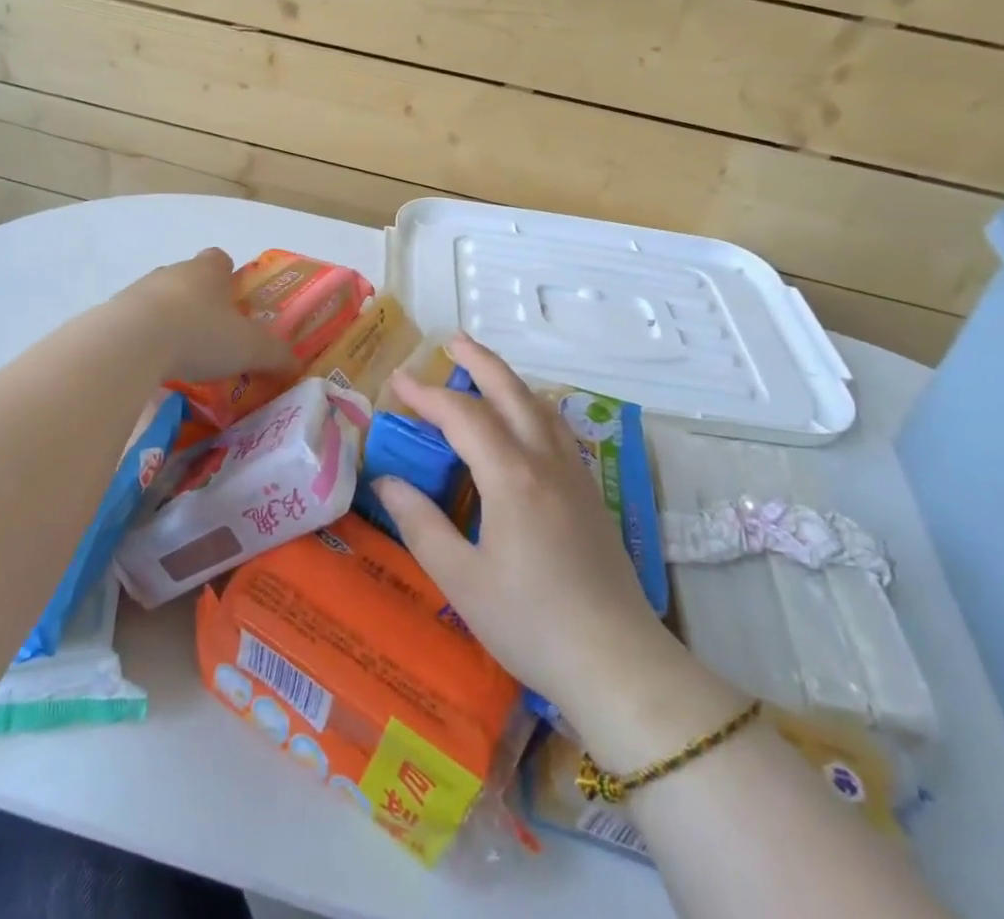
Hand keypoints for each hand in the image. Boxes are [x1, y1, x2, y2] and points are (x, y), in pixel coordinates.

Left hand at [120, 248, 297, 384]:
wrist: (132, 343)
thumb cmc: (200, 334)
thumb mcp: (250, 348)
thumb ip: (276, 355)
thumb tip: (296, 366)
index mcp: (208, 271)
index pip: (220, 259)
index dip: (228, 276)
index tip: (234, 300)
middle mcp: (173, 272)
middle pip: (188, 279)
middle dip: (199, 301)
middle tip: (212, 334)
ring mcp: (138, 291)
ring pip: (159, 300)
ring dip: (169, 320)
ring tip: (180, 356)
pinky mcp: (112, 314)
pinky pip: (134, 324)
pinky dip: (144, 340)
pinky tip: (152, 366)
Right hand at [376, 335, 736, 756]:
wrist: (617, 662)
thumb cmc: (531, 622)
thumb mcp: (461, 579)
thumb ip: (420, 523)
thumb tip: (386, 480)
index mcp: (511, 476)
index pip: (462, 416)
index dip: (427, 394)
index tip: (397, 382)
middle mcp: (545, 461)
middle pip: (511, 392)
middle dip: (479, 361)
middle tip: (451, 341)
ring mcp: (574, 475)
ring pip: (540, 407)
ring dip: (509, 381)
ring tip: (485, 371)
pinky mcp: (590, 494)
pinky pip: (557, 429)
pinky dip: (533, 407)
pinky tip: (526, 422)